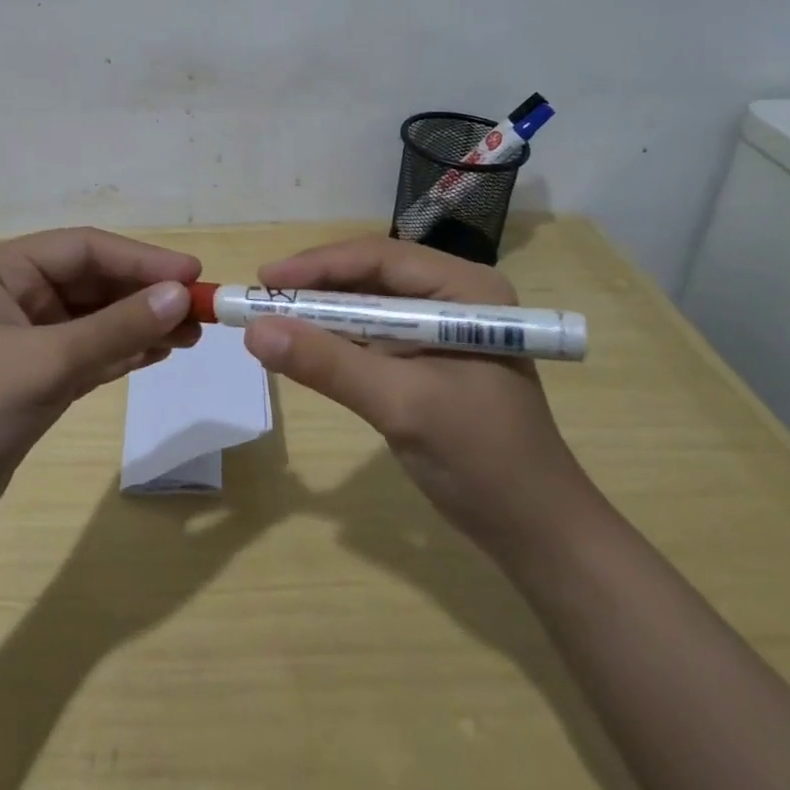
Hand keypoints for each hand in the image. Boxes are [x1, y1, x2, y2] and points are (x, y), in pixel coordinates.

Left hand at [0, 228, 200, 535]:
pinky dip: (122, 351)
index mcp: (2, 271)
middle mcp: (14, 294)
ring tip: (190, 334)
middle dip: (145, 294)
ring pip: (95, 318)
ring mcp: (24, 337)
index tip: (192, 274)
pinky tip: (159, 353)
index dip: (141, 258)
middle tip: (199, 310)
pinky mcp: (34, 376)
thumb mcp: (47, 363)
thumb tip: (181, 295)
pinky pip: (89, 352)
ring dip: (140, 323)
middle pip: (92, 281)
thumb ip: (116, 328)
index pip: (84, 249)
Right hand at [241, 235, 589, 552]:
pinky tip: (306, 346)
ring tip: (272, 319)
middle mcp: (455, 296)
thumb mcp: (400, 404)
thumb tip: (254, 331)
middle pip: (372, 276)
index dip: (318, 266)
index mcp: (466, 289)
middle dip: (317, 287)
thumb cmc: (479, 459)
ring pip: (370, 305)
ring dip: (323, 313)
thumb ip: (327, 363)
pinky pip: (375, 335)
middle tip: (261, 299)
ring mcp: (444, 327)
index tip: (264, 280)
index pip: (380, 257)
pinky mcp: (431, 358)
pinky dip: (339, 340)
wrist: (535, 531)